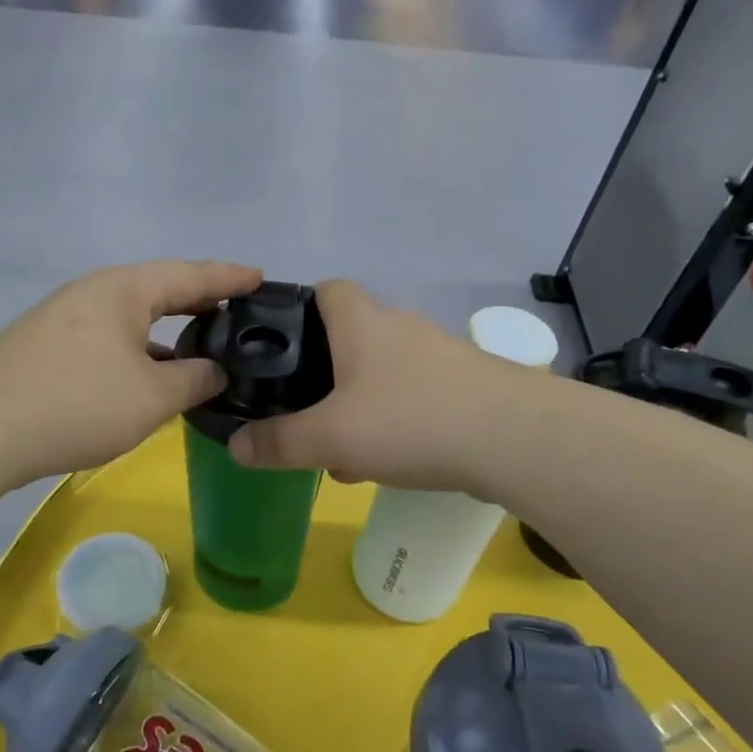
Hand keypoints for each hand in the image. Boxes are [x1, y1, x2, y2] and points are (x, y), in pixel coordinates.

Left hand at [0, 260, 262, 485]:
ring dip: (168, 330)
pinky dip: (140, 349)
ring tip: (202, 343)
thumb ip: (194, 380)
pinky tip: (151, 374)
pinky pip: (111, 338)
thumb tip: (215, 370)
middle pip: (160, 289)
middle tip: (238, 310)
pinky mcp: (49, 347)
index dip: (230, 278)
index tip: (261, 278)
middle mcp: (95, 293)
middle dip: (200, 300)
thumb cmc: (77, 402)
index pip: (191, 275)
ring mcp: (67, 318)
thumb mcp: (151, 396)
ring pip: (132, 317)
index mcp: (125, 290)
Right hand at [228, 281, 526, 493]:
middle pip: (350, 337)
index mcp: (363, 322)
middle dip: (323, 375)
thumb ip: (280, 442)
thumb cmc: (411, 420)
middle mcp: (400, 327)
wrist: (517, 439)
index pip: (325, 289)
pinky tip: (390, 462)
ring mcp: (438, 356)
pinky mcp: (465, 385)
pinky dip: (394, 422)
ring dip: (358, 406)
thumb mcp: (332, 437)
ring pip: (381, 374)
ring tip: (344, 454)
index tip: (278, 349)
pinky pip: (413, 397)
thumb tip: (236, 446)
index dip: (297, 310)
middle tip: (305, 415)